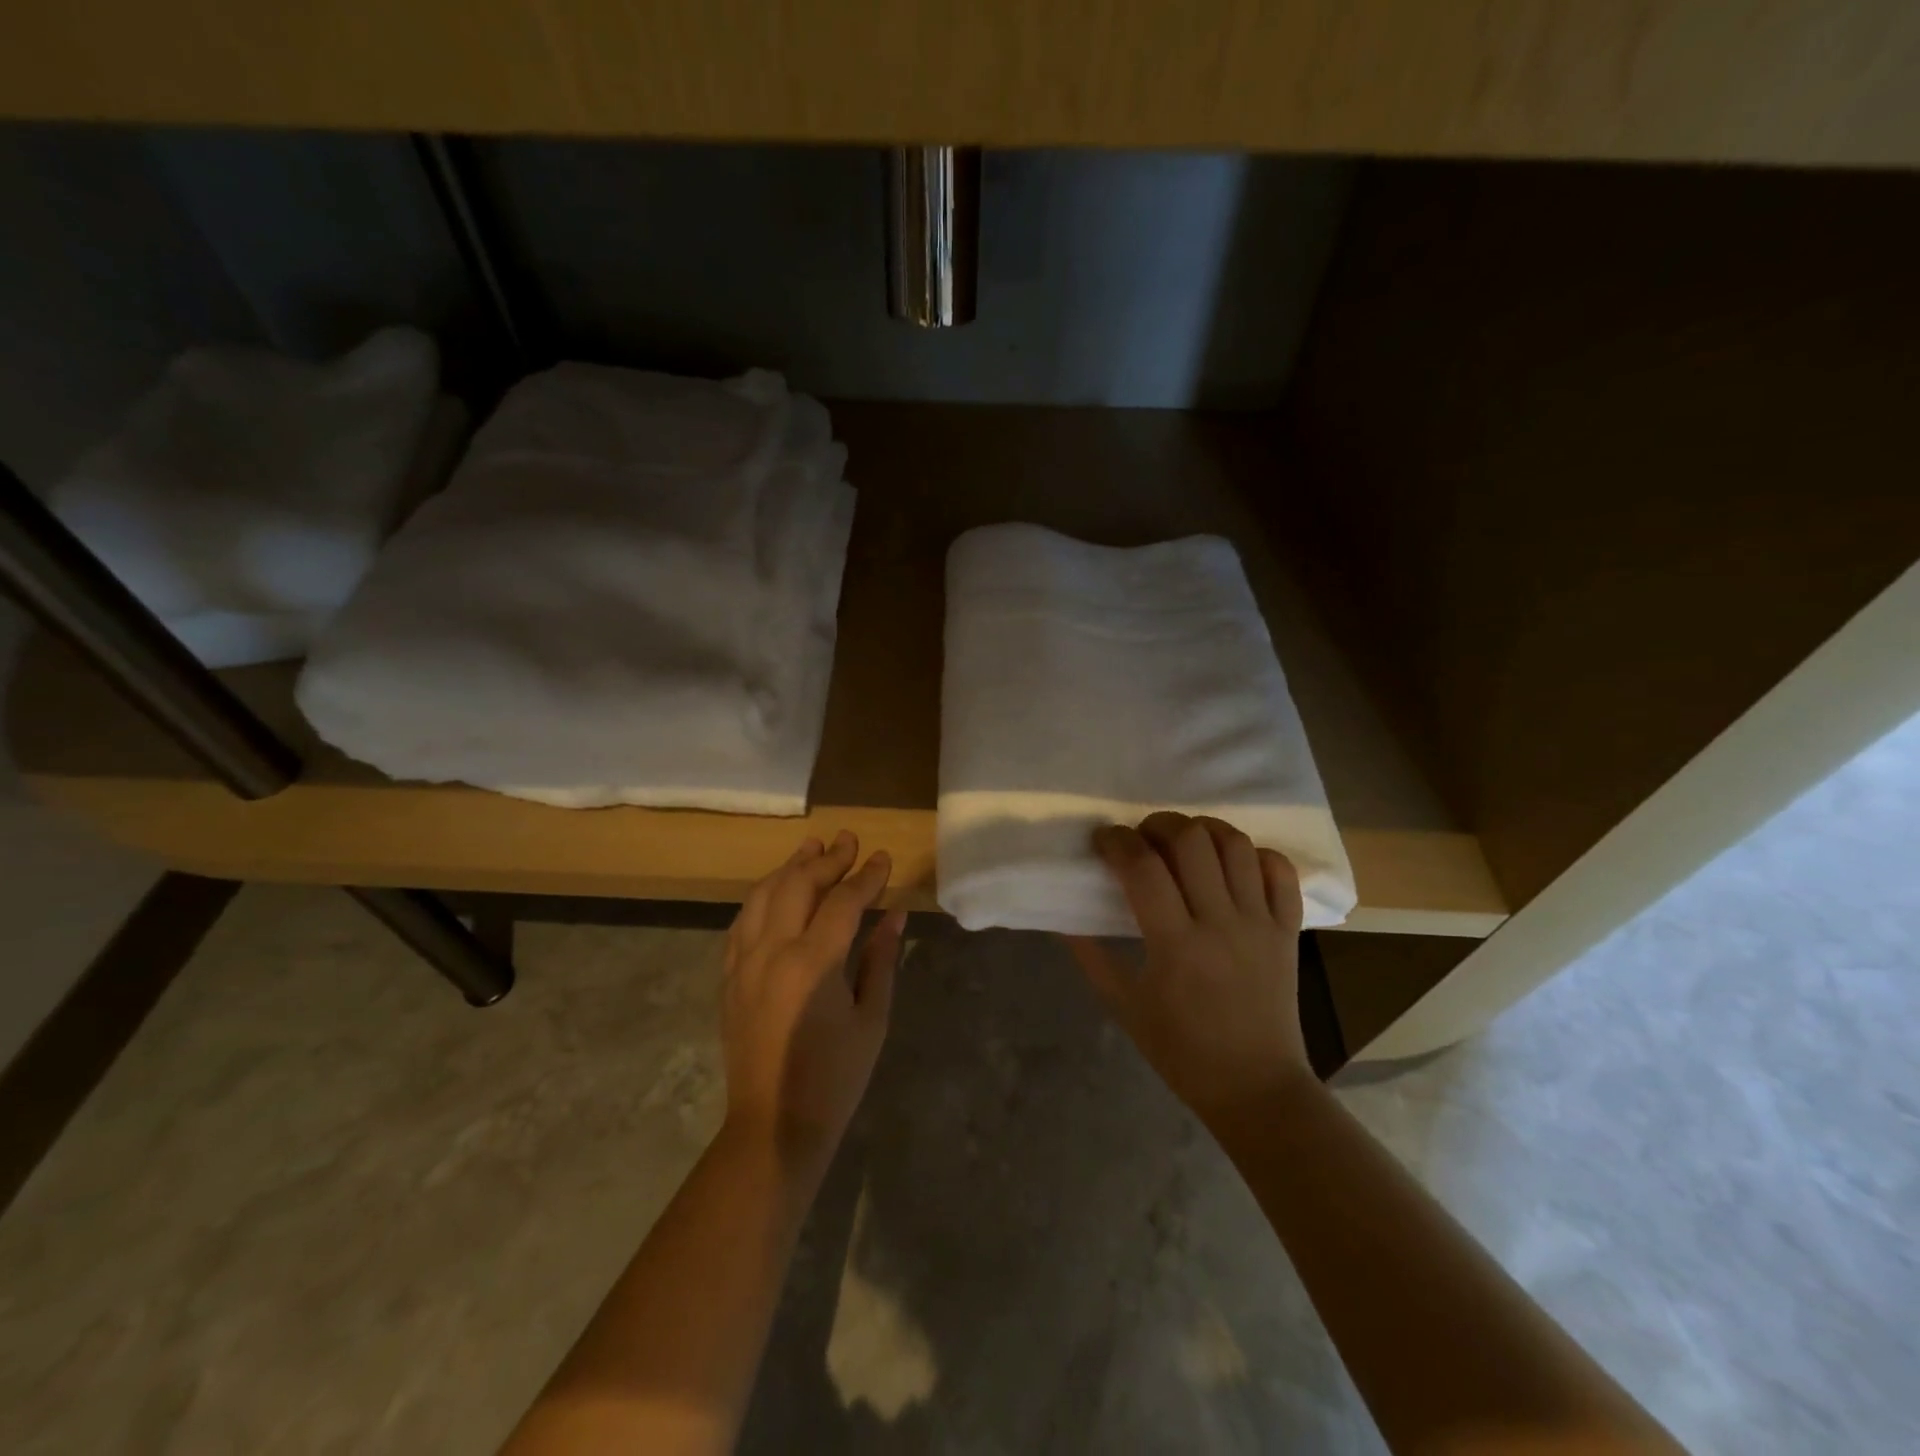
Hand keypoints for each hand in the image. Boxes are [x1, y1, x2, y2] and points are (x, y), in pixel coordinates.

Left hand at [722, 830, 905, 1175]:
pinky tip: (776, 890)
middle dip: (827, 859)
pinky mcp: (728, 977)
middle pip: (798, 885)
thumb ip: (881, 960)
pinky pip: (742, 922)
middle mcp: (772, 952)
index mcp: (812, 964)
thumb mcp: (871, 1019)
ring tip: (812, 848)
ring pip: (762, 895)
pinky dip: (762, 896)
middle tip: (849, 841)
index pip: (843, 901)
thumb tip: (895, 915)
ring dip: (789, 867)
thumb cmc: (835, 1078)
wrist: (773, 1127)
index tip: (883, 858)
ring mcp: (743, 963)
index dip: (866, 876)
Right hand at [1068, 812, 1312, 1128]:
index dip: (1117, 841)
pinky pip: (1281, 872)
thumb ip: (1090, 957)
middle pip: (1192, 841)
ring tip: (1183, 842)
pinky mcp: (1288, 930)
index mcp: (1176, 945)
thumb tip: (1061, 919)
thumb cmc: (1182, 1052)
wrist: (1256, 1088)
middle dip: (1159, 824)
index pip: (1143, 867)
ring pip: (1237, 846)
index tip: (1103, 840)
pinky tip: (1232, 863)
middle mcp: (1221, 923)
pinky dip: (1256, 854)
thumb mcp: (1124, 1006)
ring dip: (1204, 830)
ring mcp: (1261, 924)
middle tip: (1142, 839)